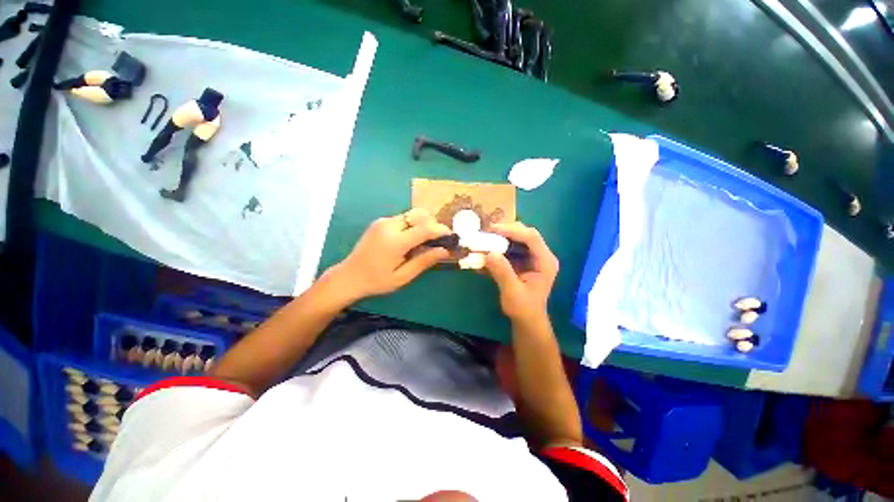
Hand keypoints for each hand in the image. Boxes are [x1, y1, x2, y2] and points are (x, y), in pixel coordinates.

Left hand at [325, 209, 450, 300]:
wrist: (349, 276)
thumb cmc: (377, 281)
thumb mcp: (402, 277)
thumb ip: (424, 261)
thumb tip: (445, 251)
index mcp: (395, 241)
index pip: (425, 228)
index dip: (441, 230)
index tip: (450, 236)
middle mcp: (389, 225)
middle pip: (419, 214)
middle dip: (433, 223)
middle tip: (437, 240)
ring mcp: (383, 221)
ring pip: (411, 214)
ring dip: (423, 224)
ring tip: (424, 241)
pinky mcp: (380, 222)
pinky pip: (403, 218)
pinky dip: (412, 225)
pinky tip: (410, 240)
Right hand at [484, 222, 558, 322]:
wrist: (527, 319)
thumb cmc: (523, 308)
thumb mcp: (512, 292)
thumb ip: (502, 272)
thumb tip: (489, 253)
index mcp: (545, 261)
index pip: (531, 237)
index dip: (512, 230)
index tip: (492, 230)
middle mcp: (541, 255)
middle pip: (524, 234)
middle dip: (505, 231)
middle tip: (486, 232)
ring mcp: (532, 257)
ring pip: (517, 239)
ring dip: (500, 238)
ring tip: (484, 239)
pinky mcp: (523, 260)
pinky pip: (511, 248)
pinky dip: (499, 247)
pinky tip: (486, 251)